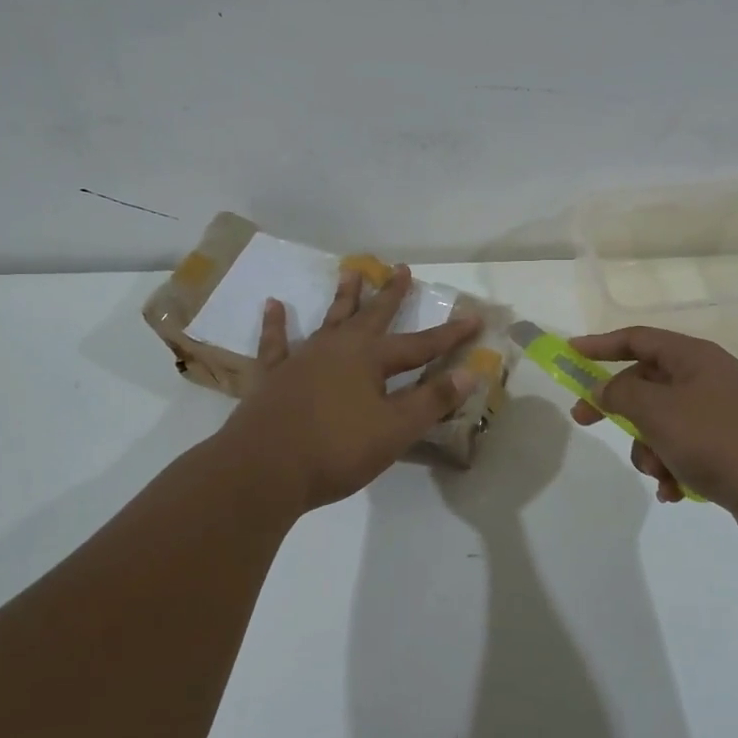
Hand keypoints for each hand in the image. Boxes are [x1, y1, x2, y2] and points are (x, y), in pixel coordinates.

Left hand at [220, 265, 481, 512]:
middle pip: (372, 316)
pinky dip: (275, 324)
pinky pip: (275, 343)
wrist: (263, 469)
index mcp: (370, 359)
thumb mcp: (394, 430)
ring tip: (350, 272)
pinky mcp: (273, 376)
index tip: (474, 317)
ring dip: (343, 298)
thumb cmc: (336, 450)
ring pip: (329, 320)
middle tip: (402, 269)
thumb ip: (431, 400)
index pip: (421, 345)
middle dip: (391, 295)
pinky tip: (273, 305)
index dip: (449, 334)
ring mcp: (302, 359)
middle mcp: (338, 349)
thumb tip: (469, 373)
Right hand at [568, 326, 737, 530]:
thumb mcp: (657, 412)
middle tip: (585, 422)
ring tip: (659, 472)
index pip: (639, 339)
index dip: (601, 344)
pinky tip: (675, 492)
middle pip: (648, 383)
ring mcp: (723, 414)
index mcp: (695, 357)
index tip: (571, 354)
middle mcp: (710, 379)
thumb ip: (620, 394)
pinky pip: (685, 449)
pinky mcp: (731, 448)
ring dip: (649, 448)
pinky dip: (673, 467)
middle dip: (621, 410)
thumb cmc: (716, 440)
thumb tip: (602, 389)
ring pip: (663, 422)